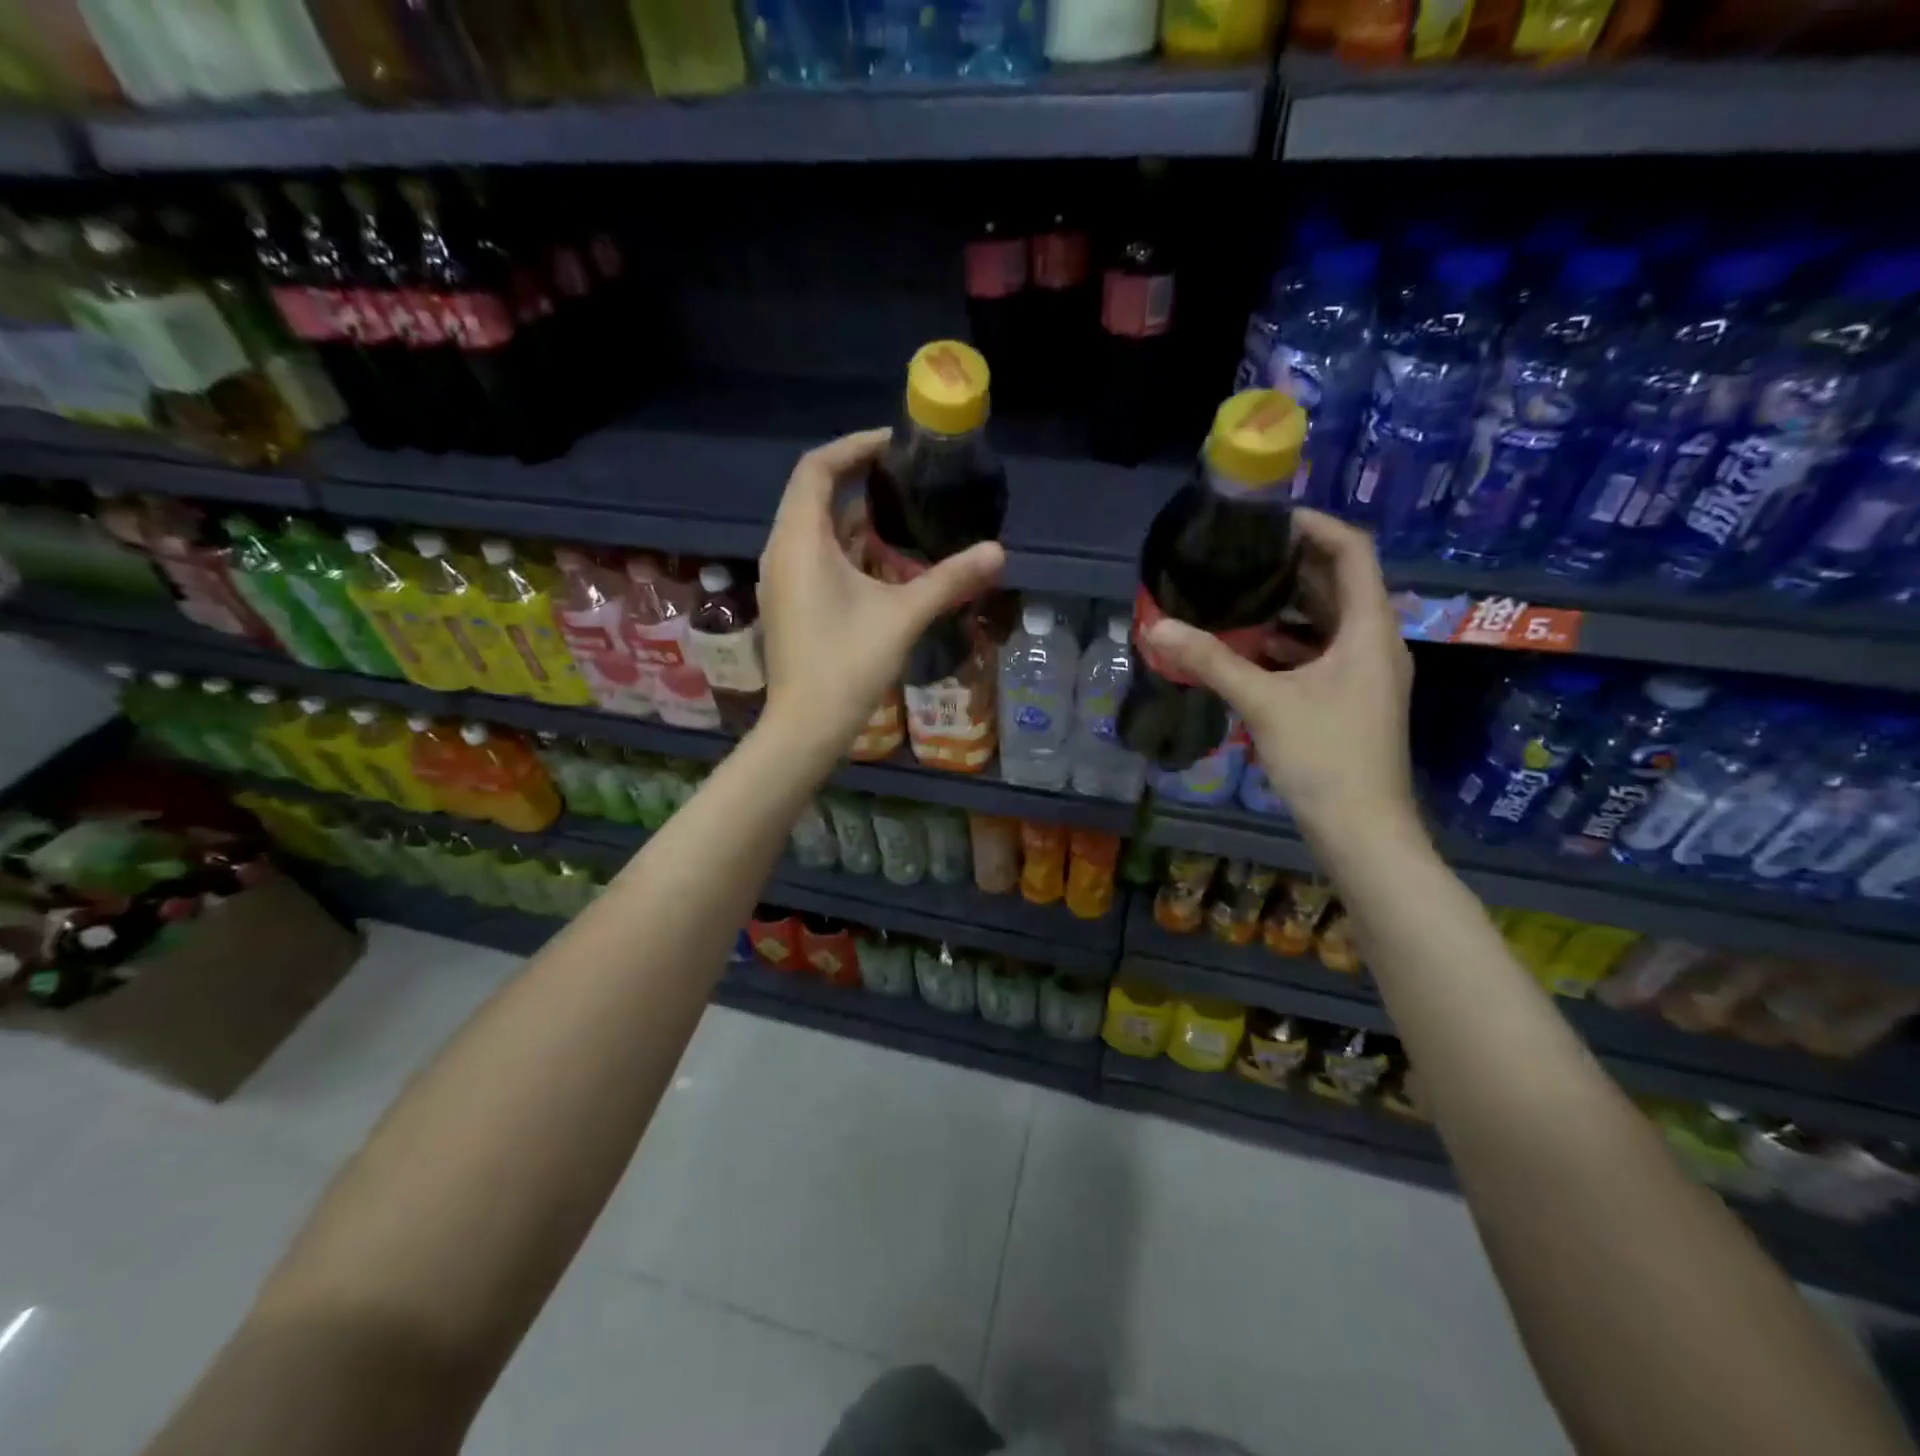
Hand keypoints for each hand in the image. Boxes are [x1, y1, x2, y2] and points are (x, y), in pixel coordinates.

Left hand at [756, 428, 1004, 758]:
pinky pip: (815, 557)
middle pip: (815, 495)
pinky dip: (847, 550)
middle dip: (859, 481)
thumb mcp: (903, 615)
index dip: (854, 447)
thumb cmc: (848, 664)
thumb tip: (998, 551)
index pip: (817, 468)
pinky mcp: (789, 603)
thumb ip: (949, 579)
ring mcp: (782, 579)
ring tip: (902, 519)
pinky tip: (884, 565)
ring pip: (816, 530)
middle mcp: (782, 550)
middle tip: (905, 479)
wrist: (806, 726)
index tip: (894, 445)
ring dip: (855, 520)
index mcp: (800, 540)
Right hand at [1145, 509, 1417, 840]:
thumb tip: (1156, 626)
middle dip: (1291, 564)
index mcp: (1369, 629)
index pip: (1352, 551)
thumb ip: (1211, 661)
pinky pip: (1319, 652)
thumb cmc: (1325, 758)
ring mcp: (1364, 673)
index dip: (1314, 526)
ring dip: (1285, 604)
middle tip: (1237, 554)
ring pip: (1327, 620)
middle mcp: (1374, 642)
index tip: (1265, 520)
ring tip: (1234, 593)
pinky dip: (1286, 641)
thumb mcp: (1264, 703)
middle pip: (1338, 583)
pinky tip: (1244, 646)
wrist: (1362, 831)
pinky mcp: (1349, 698)